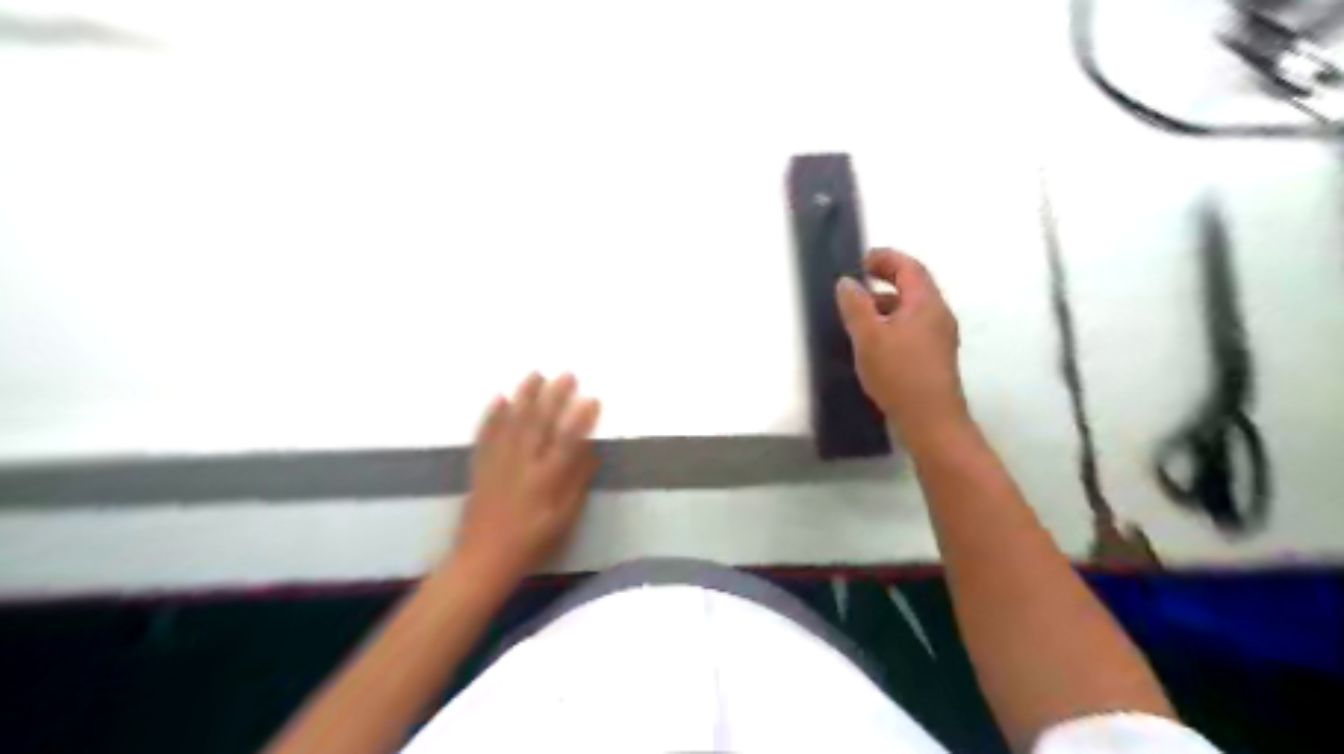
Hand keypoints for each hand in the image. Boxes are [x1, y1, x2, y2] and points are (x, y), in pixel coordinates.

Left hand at [452, 374, 596, 587]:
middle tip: (567, 375)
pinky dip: (492, 414)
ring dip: (524, 396)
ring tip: (535, 374)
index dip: (581, 418)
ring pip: (512, 422)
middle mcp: (522, 464)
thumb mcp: (564, 519)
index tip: (592, 399)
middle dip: (554, 396)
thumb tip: (591, 452)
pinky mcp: (480, 466)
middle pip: (539, 422)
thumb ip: (577, 483)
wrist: (483, 560)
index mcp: (546, 479)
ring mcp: (498, 463)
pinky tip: (499, 398)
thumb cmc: (531, 542)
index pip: (567, 440)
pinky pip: (486, 434)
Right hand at [836, 247, 966, 442]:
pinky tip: (875, 341)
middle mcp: (938, 315)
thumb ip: (855, 306)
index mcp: (926, 303)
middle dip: (886, 279)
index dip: (886, 258)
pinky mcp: (935, 358)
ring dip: (888, 303)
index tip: (861, 259)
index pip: (909, 267)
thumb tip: (847, 282)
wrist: (931, 420)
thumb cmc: (899, 373)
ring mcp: (940, 338)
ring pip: (913, 309)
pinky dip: (893, 323)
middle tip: (859, 281)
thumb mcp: (868, 336)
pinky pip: (913, 328)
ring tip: (860, 313)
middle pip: (914, 286)